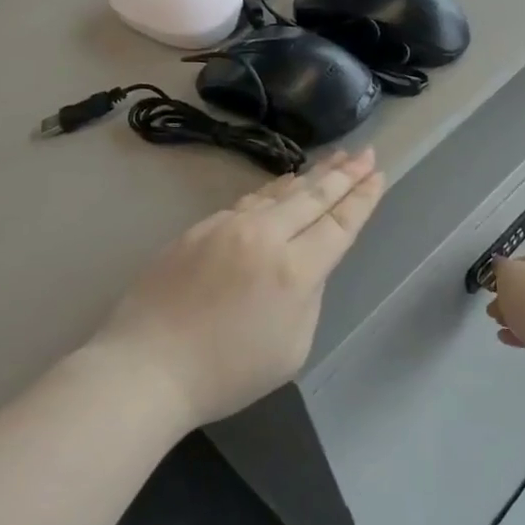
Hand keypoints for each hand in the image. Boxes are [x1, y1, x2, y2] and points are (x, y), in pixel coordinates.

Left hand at [95, 150, 386, 428]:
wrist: (147, 366)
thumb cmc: (226, 372)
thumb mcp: (291, 348)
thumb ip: (308, 299)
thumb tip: (305, 267)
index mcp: (295, 270)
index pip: (339, 224)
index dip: (362, 198)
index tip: (377, 174)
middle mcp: (265, 236)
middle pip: (313, 197)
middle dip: (344, 173)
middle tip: (364, 152)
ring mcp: (228, 226)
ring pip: (279, 193)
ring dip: (310, 176)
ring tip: (332, 160)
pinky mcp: (200, 228)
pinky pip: (248, 202)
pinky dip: (272, 191)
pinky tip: (282, 186)